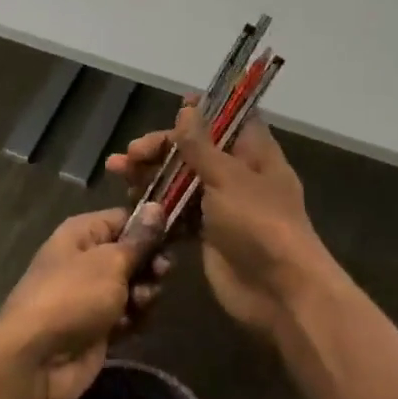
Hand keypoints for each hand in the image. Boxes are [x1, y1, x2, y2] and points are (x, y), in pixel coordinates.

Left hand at [0, 206, 168, 398]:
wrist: (36, 362)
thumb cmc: (73, 297)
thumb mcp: (111, 262)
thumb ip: (139, 239)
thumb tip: (157, 206)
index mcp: (82, 234)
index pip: (124, 218)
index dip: (150, 226)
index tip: (177, 235)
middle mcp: (86, 259)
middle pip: (133, 253)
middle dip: (151, 264)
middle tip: (161, 273)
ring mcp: (91, 295)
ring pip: (134, 285)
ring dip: (145, 293)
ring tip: (140, 303)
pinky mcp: (98, 327)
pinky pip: (128, 314)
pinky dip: (134, 318)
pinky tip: (132, 325)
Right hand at [106, 107, 333, 340]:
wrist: (279, 292)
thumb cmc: (259, 222)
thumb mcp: (228, 177)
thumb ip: (201, 145)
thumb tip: (187, 108)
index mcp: (254, 152)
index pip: (228, 119)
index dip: (204, 111)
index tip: (174, 106)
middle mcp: (238, 174)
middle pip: (196, 150)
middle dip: (162, 148)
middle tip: (130, 154)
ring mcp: (222, 205)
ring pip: (182, 181)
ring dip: (152, 175)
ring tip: (118, 173)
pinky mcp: (207, 234)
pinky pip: (178, 214)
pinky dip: (157, 208)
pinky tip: (131, 205)